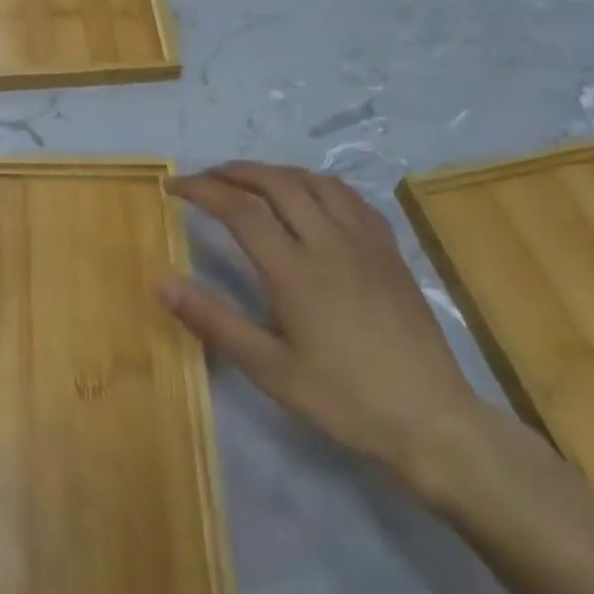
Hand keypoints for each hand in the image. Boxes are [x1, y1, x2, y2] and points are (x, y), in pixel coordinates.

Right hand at [160, 161, 482, 487]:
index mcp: (295, 270)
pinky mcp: (390, 252)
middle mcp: (330, 243)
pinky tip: (311, 199)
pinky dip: (319, 185)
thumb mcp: (269, 368)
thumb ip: (213, 320)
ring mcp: (366, 243)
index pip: (239, 210)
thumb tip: (161, 283)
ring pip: (316, 182)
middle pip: (277, 182)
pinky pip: (351, 198)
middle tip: (207, 178)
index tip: (173, 186)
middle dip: (235, 172)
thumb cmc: (343, 398)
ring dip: (276, 173)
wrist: (432, 421)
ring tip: (252, 182)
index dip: (201, 189)